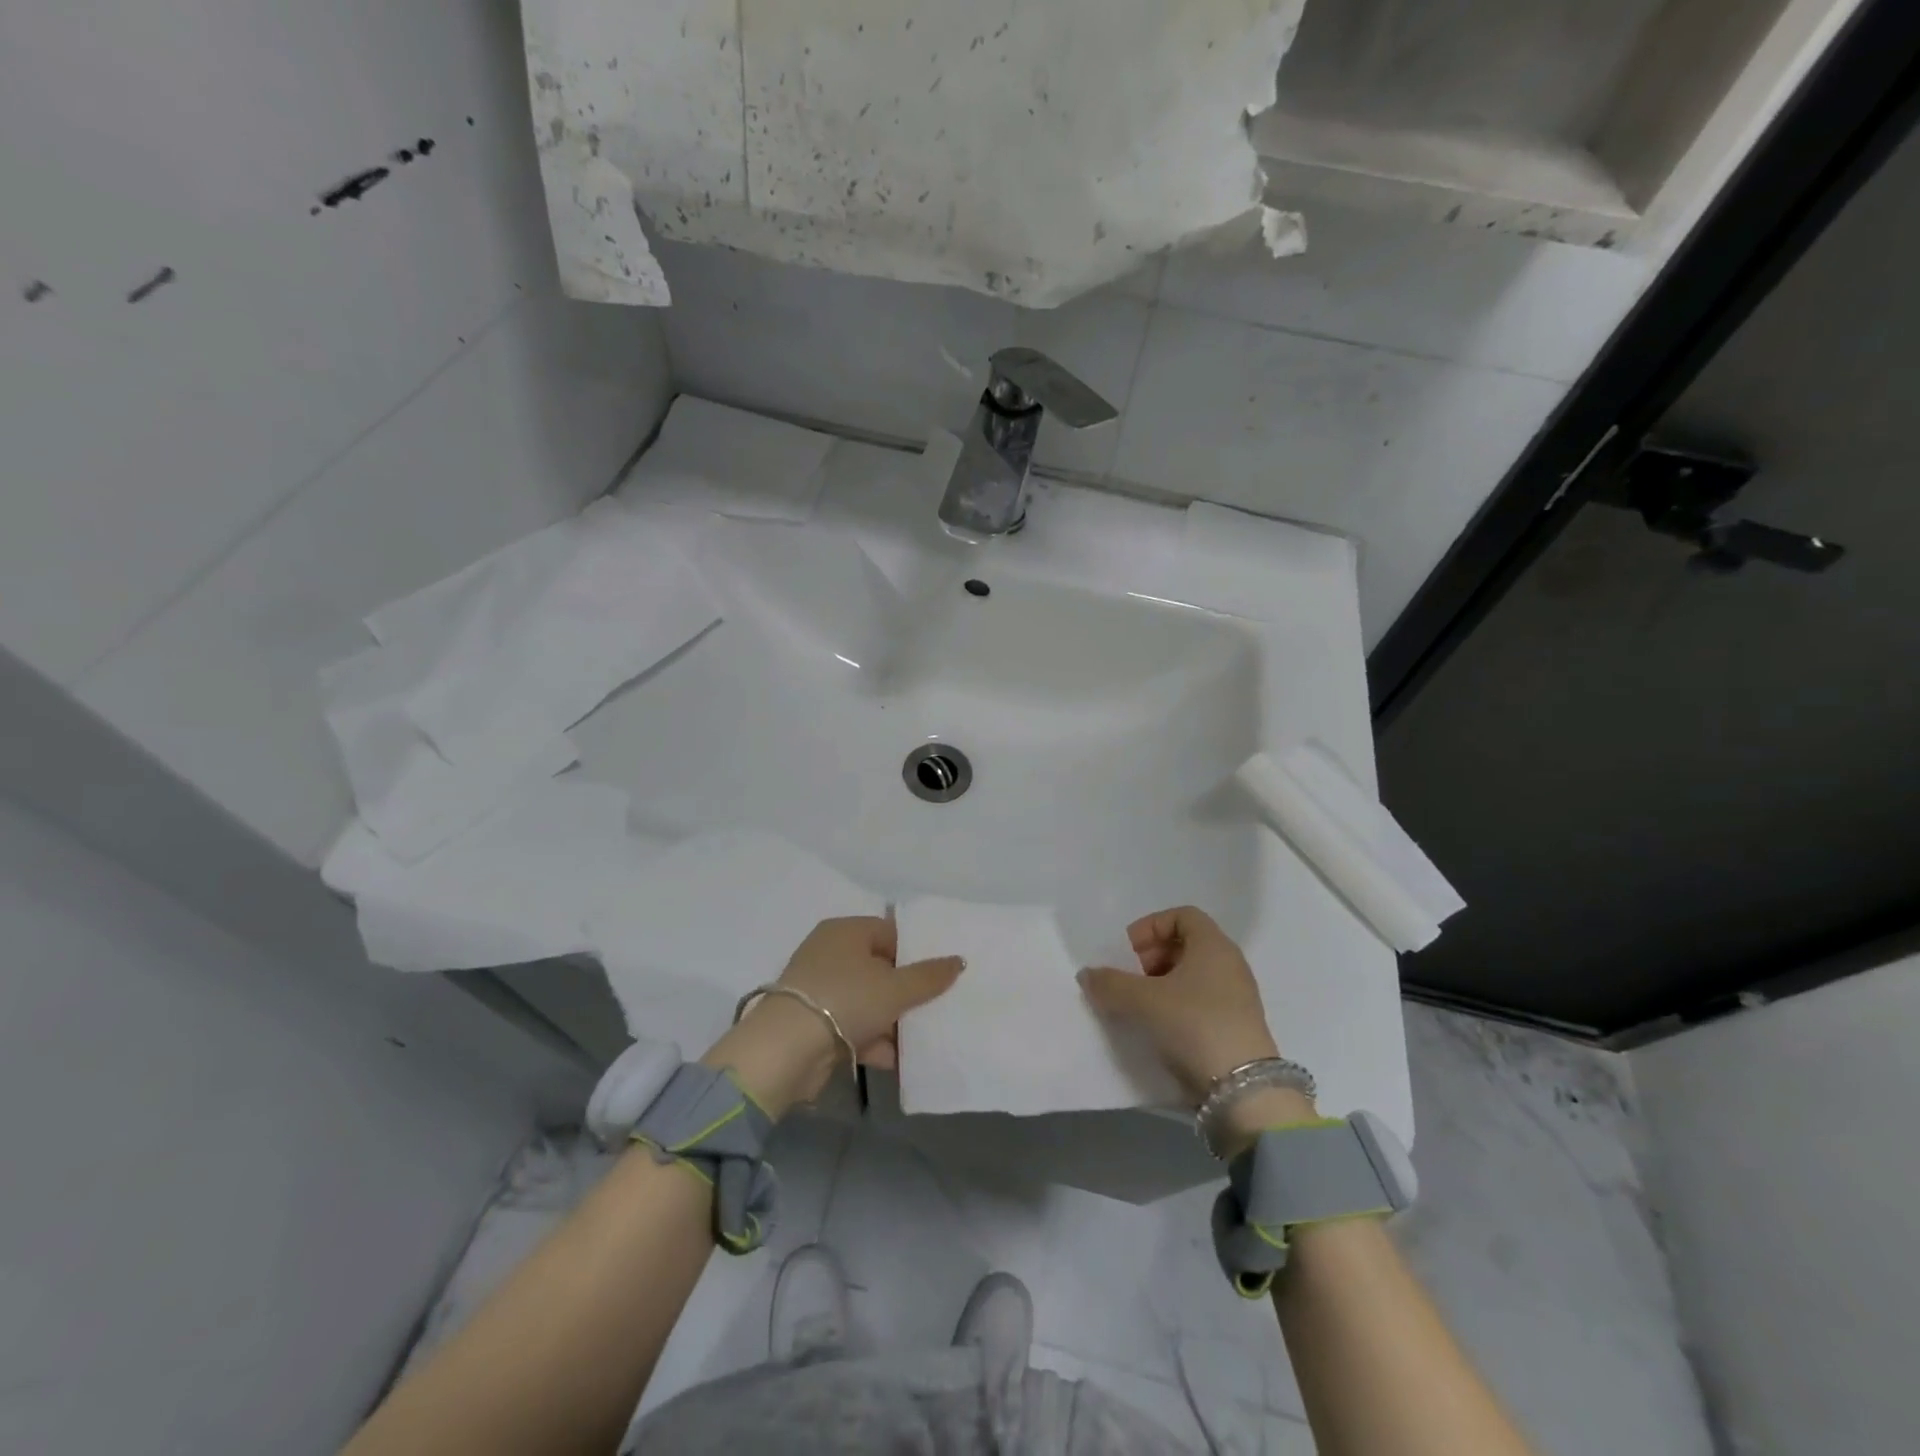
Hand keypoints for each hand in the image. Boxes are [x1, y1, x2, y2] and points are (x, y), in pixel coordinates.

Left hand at [703, 916, 963, 1112]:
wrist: (787, 1050)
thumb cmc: (846, 1000)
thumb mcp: (895, 988)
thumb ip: (929, 976)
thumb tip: (959, 960)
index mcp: (846, 931)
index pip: (890, 932)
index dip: (916, 952)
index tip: (940, 974)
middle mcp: (829, 953)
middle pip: (879, 968)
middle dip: (906, 991)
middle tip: (935, 1006)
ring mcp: (819, 989)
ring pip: (867, 1000)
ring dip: (891, 1021)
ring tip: (921, 1038)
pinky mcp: (812, 1022)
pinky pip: (852, 1025)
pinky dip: (871, 1040)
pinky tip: (894, 1059)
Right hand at [1078, 906, 1283, 1103]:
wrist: (1244, 1090)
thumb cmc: (1194, 1025)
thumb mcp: (1143, 1001)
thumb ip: (1110, 983)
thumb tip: (1087, 975)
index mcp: (1213, 945)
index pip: (1182, 915)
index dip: (1151, 926)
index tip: (1131, 952)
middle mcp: (1230, 963)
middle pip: (1186, 944)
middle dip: (1153, 956)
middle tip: (1133, 979)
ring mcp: (1237, 996)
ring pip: (1193, 975)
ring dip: (1163, 984)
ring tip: (1142, 1007)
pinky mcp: (1237, 1025)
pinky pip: (1202, 1001)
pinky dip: (1178, 1006)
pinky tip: (1160, 1028)